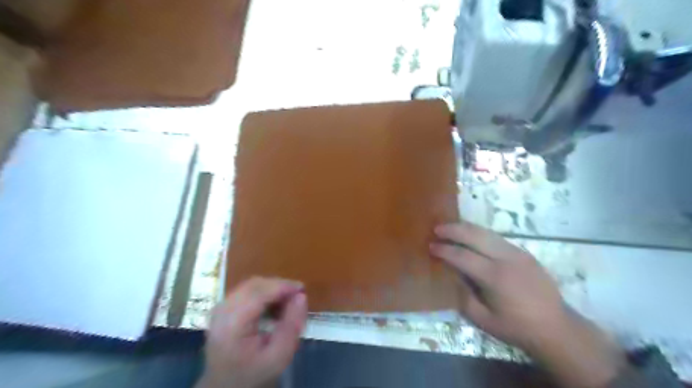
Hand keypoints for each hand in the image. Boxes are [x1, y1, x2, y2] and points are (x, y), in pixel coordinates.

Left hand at [198, 278, 309, 385]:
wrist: (225, 387)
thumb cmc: (254, 373)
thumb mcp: (279, 356)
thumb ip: (292, 326)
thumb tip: (301, 296)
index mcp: (232, 325)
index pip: (258, 293)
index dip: (282, 286)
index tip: (302, 289)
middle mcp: (221, 311)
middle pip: (254, 285)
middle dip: (278, 286)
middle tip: (298, 296)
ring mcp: (219, 308)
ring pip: (251, 285)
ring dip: (272, 289)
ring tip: (287, 303)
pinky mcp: (222, 307)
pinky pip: (246, 290)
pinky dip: (264, 293)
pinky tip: (273, 305)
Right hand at [431, 221, 624, 387]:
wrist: (556, 328)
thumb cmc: (516, 327)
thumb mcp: (483, 320)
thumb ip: (463, 296)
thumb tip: (452, 276)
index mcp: (495, 277)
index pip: (463, 256)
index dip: (445, 250)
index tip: (431, 246)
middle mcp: (506, 259)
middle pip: (475, 236)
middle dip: (454, 230)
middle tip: (437, 228)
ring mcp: (518, 253)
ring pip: (487, 232)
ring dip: (466, 228)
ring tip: (451, 227)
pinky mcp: (524, 253)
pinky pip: (497, 238)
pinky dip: (480, 234)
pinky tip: (472, 236)